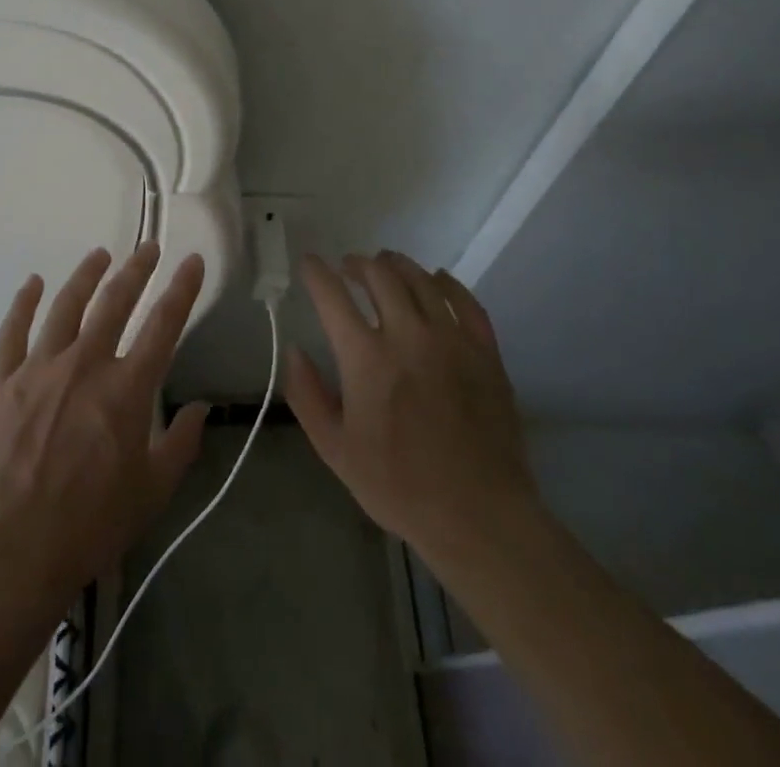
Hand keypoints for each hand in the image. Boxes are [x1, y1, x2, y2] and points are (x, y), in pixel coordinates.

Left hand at [0, 242, 209, 605]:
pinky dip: (24, 303)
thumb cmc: (92, 525)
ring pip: (66, 306)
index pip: (163, 325)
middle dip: (136, 270)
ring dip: (86, 275)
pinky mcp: (2, 381)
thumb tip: (199, 408)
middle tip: (148, 248)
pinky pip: (13, 331)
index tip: (191, 261)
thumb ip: (181, 443)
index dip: (181, 289)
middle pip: (115, 302)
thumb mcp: (153, 491)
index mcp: (127, 389)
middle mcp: (85, 364)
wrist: (14, 552)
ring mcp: (39, 368)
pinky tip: (33, 283)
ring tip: (99, 255)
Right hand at [285, 251, 537, 573]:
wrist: (479, 515)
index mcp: (366, 358)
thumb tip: (294, 351)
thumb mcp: (335, 450)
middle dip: (357, 264)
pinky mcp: (485, 351)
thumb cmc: (399, 486)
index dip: (316, 272)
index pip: (332, 295)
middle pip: (379, 275)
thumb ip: (307, 396)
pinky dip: (445, 282)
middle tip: (348, 268)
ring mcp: (451, 339)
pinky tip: (436, 280)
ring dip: (396, 264)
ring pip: (421, 279)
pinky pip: (465, 300)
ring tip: (385, 265)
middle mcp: (407, 335)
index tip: (309, 263)